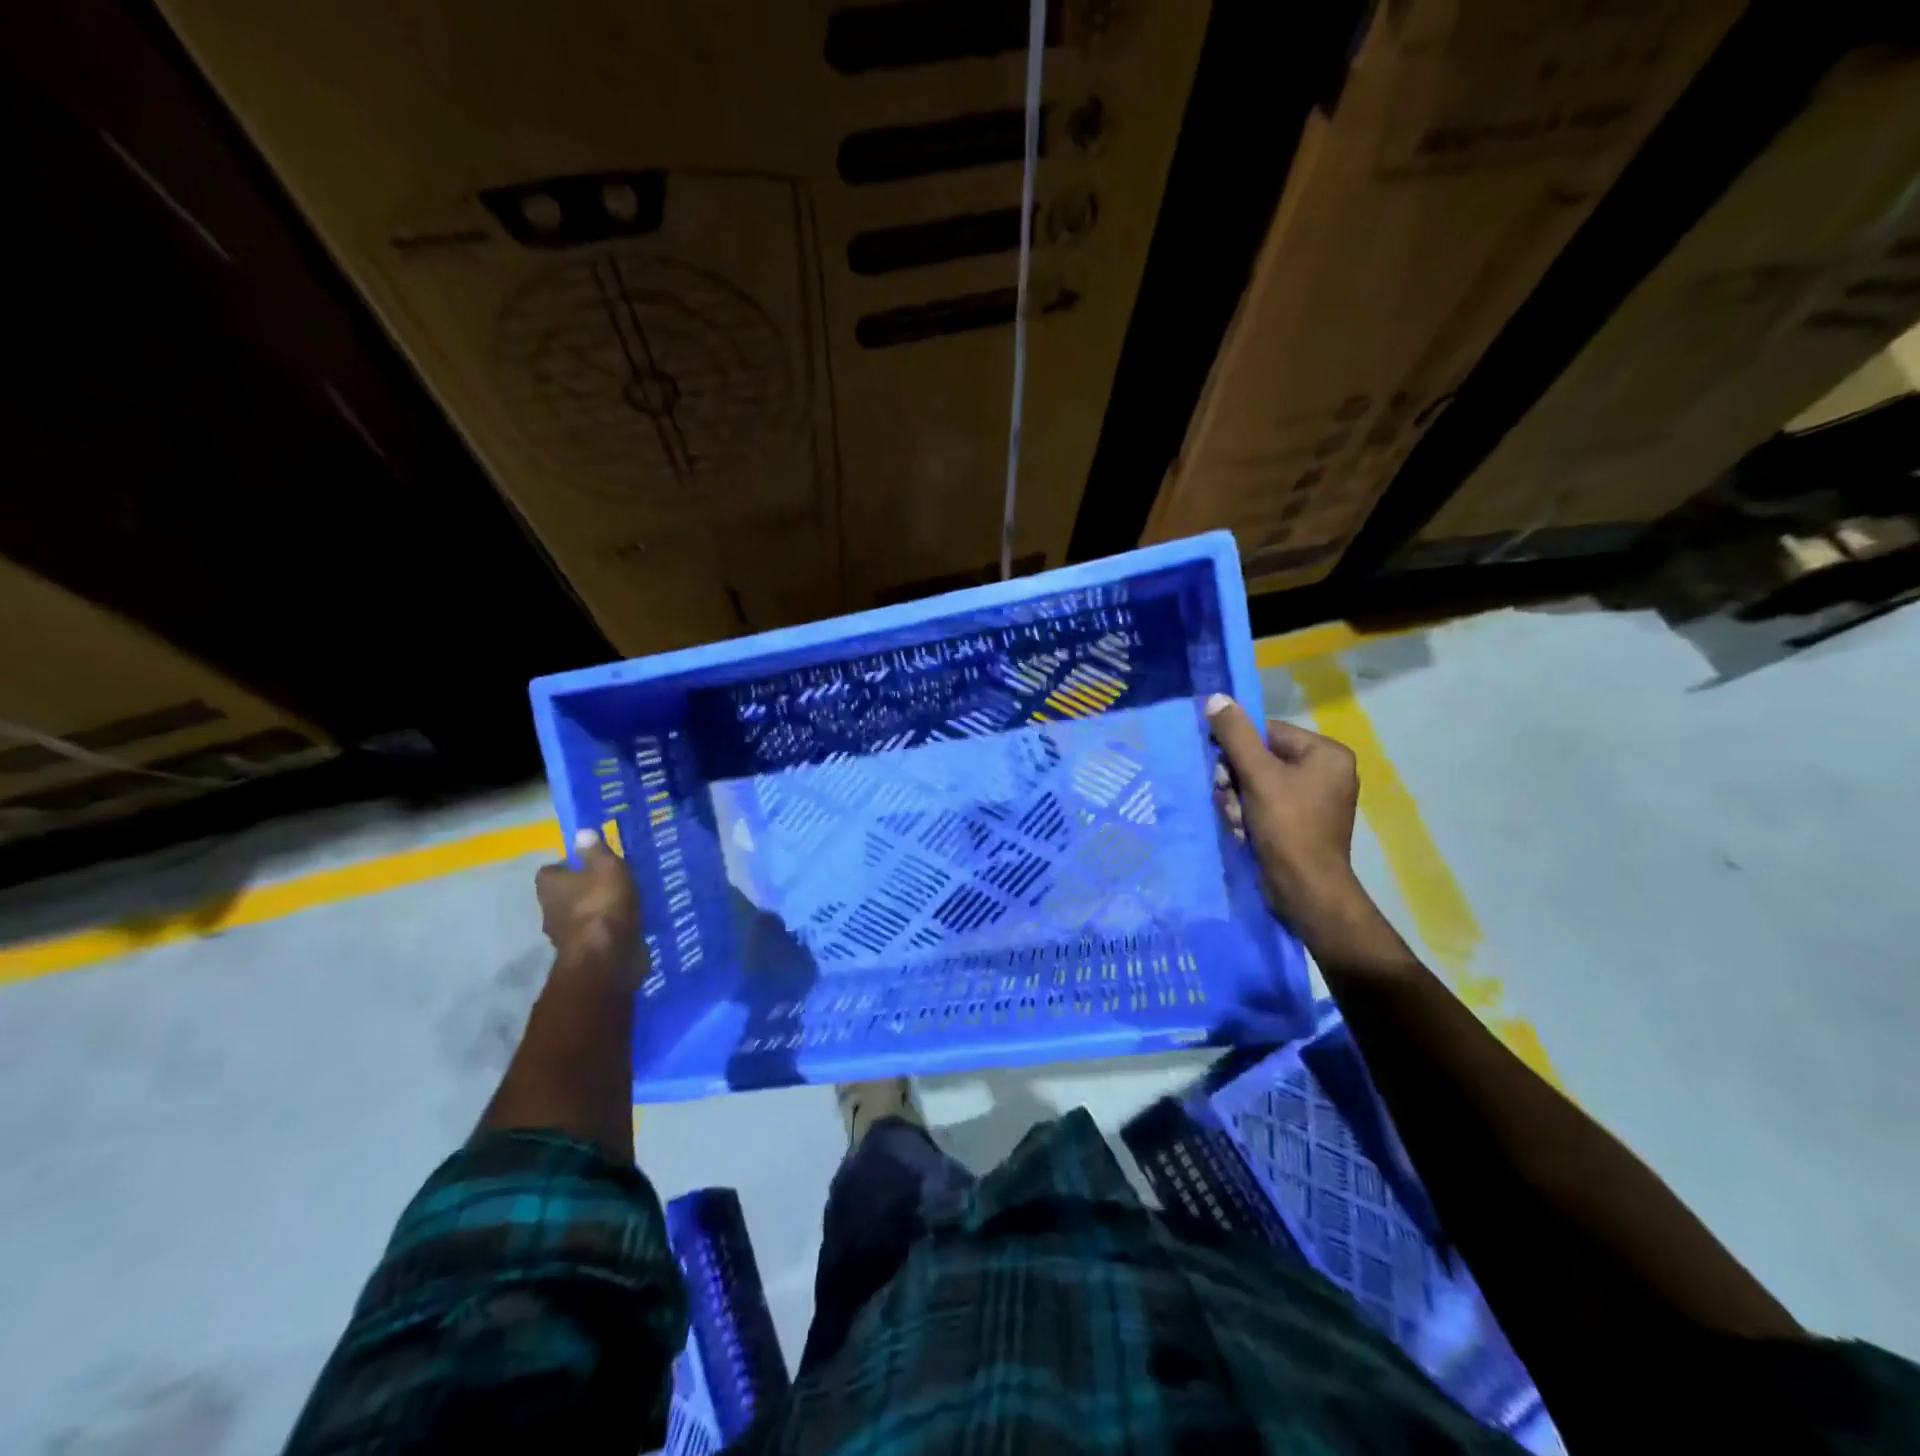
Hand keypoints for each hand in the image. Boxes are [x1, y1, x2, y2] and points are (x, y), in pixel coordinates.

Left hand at [536, 829, 641, 977]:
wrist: (606, 958)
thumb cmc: (603, 905)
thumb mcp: (606, 868)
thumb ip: (595, 851)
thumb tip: (581, 833)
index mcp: (550, 886)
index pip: (550, 870)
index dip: (568, 865)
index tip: (590, 862)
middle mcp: (550, 910)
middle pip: (564, 894)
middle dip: (584, 888)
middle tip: (611, 881)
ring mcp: (564, 935)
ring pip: (579, 915)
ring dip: (596, 910)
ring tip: (623, 902)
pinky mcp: (583, 953)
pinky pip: (594, 934)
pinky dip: (606, 929)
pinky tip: (626, 924)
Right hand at [1206, 694, 1381, 951]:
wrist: (1304, 890)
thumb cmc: (1287, 826)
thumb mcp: (1257, 775)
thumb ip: (1235, 734)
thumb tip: (1216, 697)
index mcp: (1326, 753)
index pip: (1267, 733)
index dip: (1237, 750)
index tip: (1221, 772)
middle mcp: (1326, 772)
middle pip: (1261, 759)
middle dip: (1236, 780)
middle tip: (1227, 799)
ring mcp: (1316, 800)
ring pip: (1258, 784)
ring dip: (1238, 800)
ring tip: (1237, 820)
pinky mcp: (1302, 823)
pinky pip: (1266, 805)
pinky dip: (1249, 815)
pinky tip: (1245, 831)